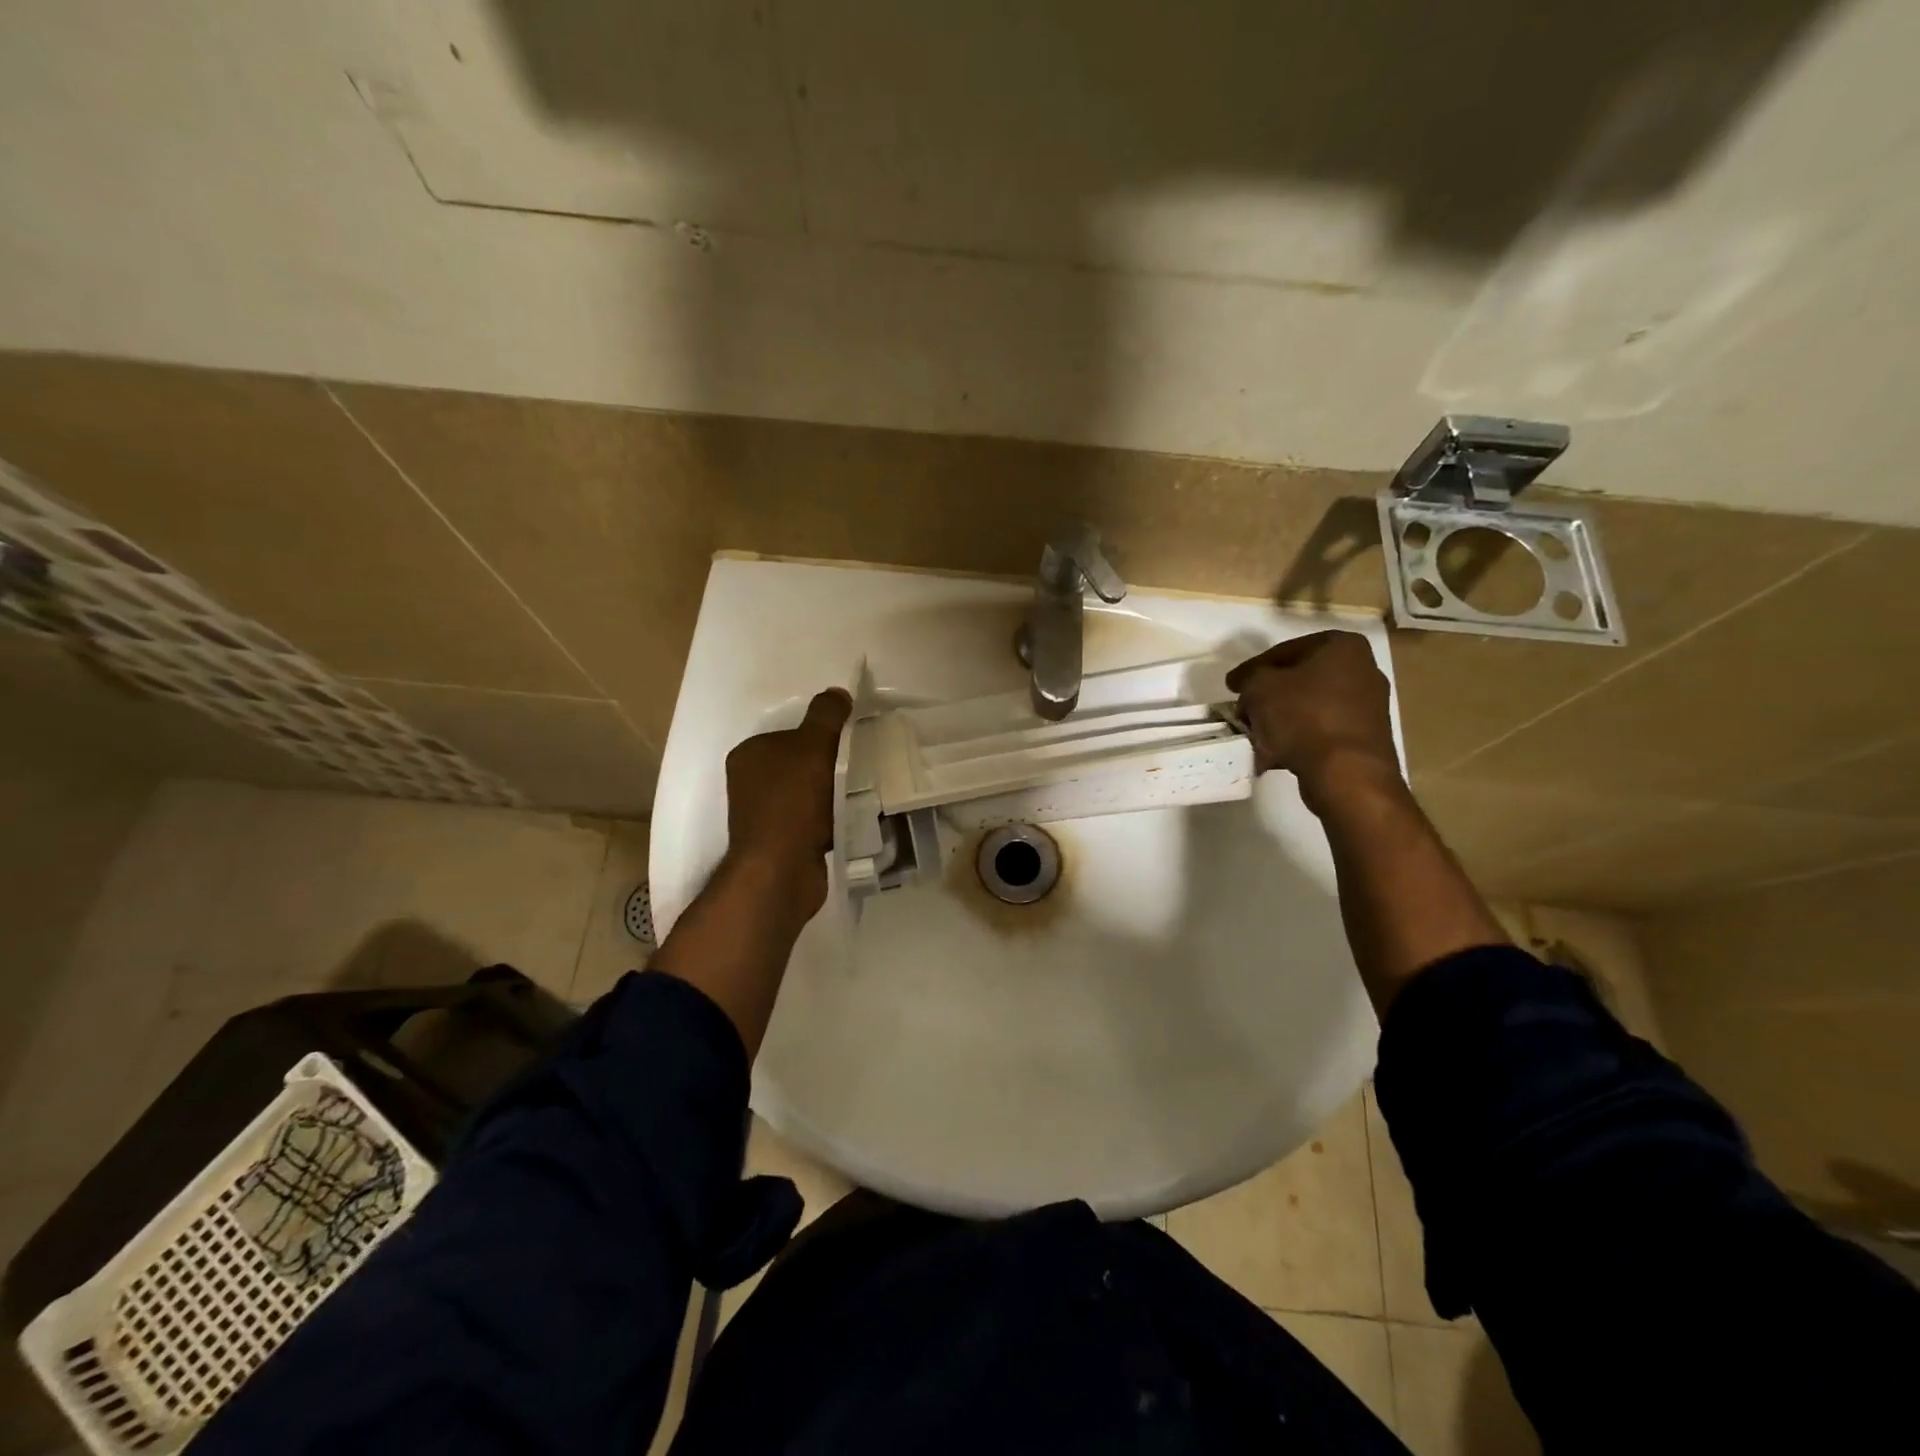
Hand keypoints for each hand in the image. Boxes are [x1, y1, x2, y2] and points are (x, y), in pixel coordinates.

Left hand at [722, 688, 852, 919]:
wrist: (780, 871)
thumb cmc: (792, 802)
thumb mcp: (813, 747)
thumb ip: (825, 716)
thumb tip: (837, 692)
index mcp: (749, 754)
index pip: (791, 734)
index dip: (821, 736)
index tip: (849, 742)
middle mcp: (749, 783)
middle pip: (801, 764)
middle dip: (830, 766)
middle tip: (860, 767)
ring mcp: (762, 816)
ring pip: (808, 794)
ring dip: (832, 794)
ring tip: (859, 794)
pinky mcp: (779, 843)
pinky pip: (812, 821)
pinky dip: (829, 820)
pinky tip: (848, 820)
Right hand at [1225, 631, 1400, 813]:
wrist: (1347, 773)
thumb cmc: (1303, 717)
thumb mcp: (1259, 688)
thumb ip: (1249, 678)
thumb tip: (1248, 685)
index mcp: (1343, 647)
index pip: (1286, 651)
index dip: (1253, 669)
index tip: (1233, 686)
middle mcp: (1363, 671)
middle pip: (1300, 680)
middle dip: (1268, 697)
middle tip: (1244, 711)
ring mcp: (1369, 707)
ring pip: (1309, 708)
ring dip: (1280, 720)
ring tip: (1255, 737)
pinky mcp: (1366, 739)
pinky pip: (1322, 732)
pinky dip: (1298, 739)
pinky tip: (1274, 755)